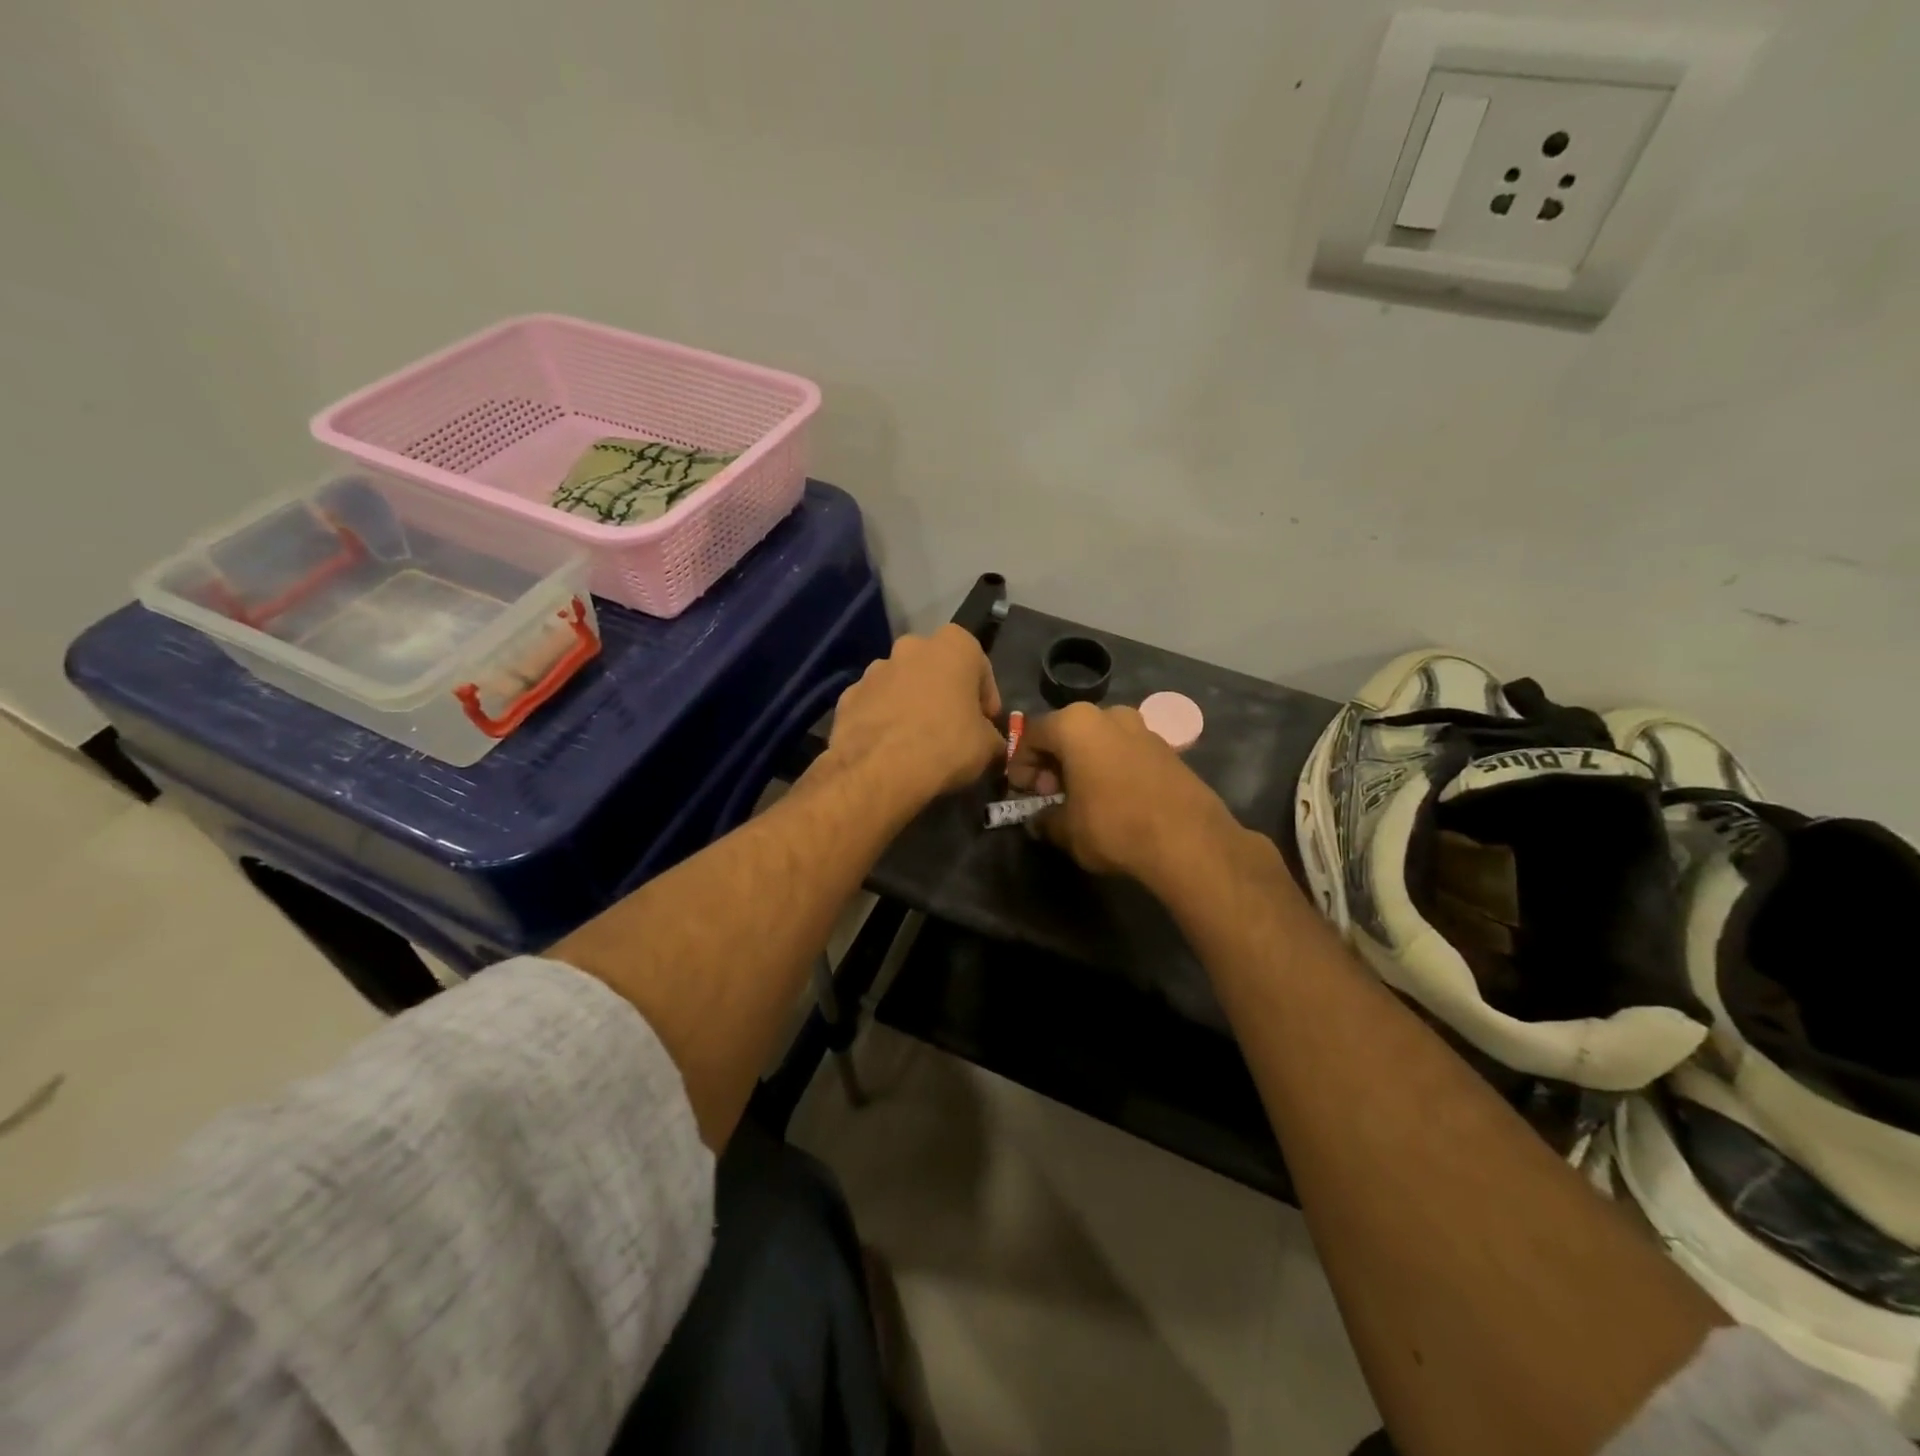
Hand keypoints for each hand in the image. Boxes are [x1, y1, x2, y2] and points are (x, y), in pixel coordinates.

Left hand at [826, 625, 1005, 808]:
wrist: (879, 769)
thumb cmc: (945, 745)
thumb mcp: (987, 746)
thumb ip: (991, 736)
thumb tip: (990, 743)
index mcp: (953, 646)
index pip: (979, 665)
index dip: (985, 696)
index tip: (986, 721)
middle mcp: (911, 647)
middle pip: (936, 668)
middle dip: (944, 692)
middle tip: (952, 726)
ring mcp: (874, 669)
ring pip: (902, 683)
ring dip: (911, 703)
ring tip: (917, 739)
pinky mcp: (847, 695)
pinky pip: (875, 704)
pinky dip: (883, 719)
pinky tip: (889, 747)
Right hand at [1009, 703, 1242, 887]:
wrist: (1187, 839)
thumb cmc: (1113, 826)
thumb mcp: (1066, 830)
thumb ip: (1045, 820)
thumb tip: (1039, 822)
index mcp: (1075, 724)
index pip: (1032, 734)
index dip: (1020, 764)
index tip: (1020, 791)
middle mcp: (1108, 714)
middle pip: (1066, 733)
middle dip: (1052, 762)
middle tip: (1049, 795)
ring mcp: (1141, 727)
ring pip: (1097, 740)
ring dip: (1082, 763)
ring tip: (1081, 798)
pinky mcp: (1166, 747)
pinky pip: (1124, 751)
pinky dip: (1110, 767)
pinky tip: (1112, 798)